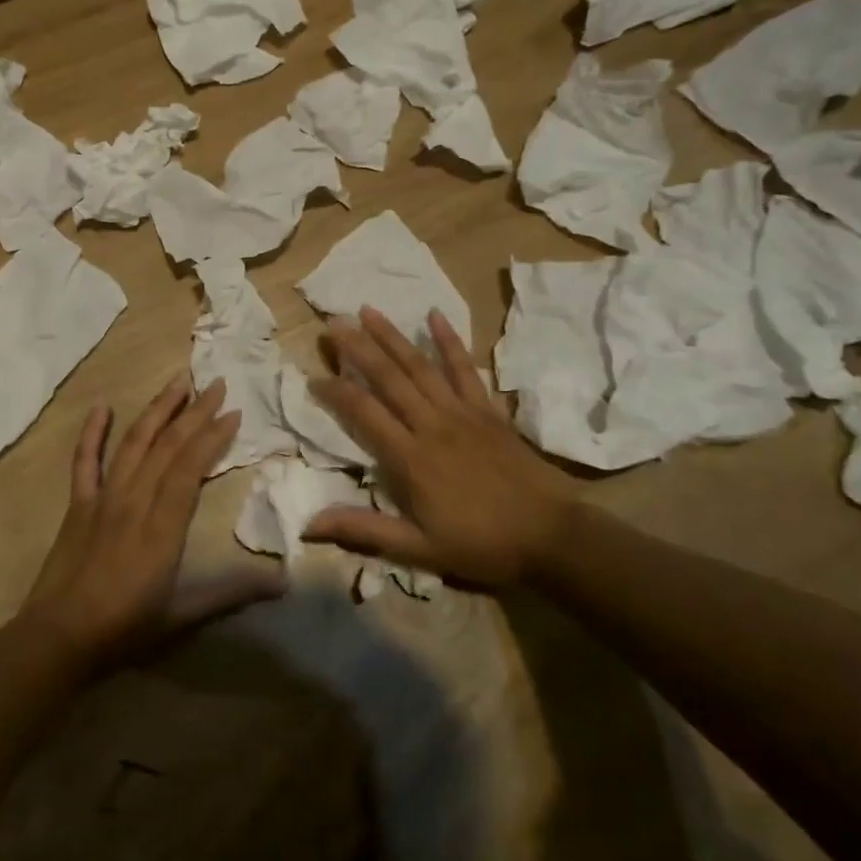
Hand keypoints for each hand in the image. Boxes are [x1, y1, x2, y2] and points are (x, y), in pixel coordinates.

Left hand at [21, 374, 284, 670]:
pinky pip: (85, 461)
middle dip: (194, 411)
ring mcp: (103, 497)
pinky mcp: (78, 504)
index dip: (212, 436)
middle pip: (167, 445)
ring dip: (157, 409)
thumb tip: (282, 581)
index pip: (190, 466)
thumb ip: (232, 593)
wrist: (58, 639)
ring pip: (133, 442)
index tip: (233, 412)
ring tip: (178, 380)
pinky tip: (101, 408)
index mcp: (163, 524)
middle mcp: (134, 500)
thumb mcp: (183, 616)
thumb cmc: (125, 628)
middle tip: (215, 383)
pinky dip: (92, 433)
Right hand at [303, 307, 585, 588]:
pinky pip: (465, 369)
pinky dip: (449, 342)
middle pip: (388, 378)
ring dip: (392, 336)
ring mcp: (462, 412)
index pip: (364, 413)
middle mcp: (431, 425)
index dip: (336, 392)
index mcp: (411, 458)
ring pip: (420, 366)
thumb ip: (365, 530)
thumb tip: (308, 524)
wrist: (551, 536)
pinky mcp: (487, 409)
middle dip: (358, 348)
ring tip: (368, 310)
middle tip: (333, 323)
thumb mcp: (418, 549)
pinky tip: (434, 316)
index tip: (314, 376)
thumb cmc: (481, 544)